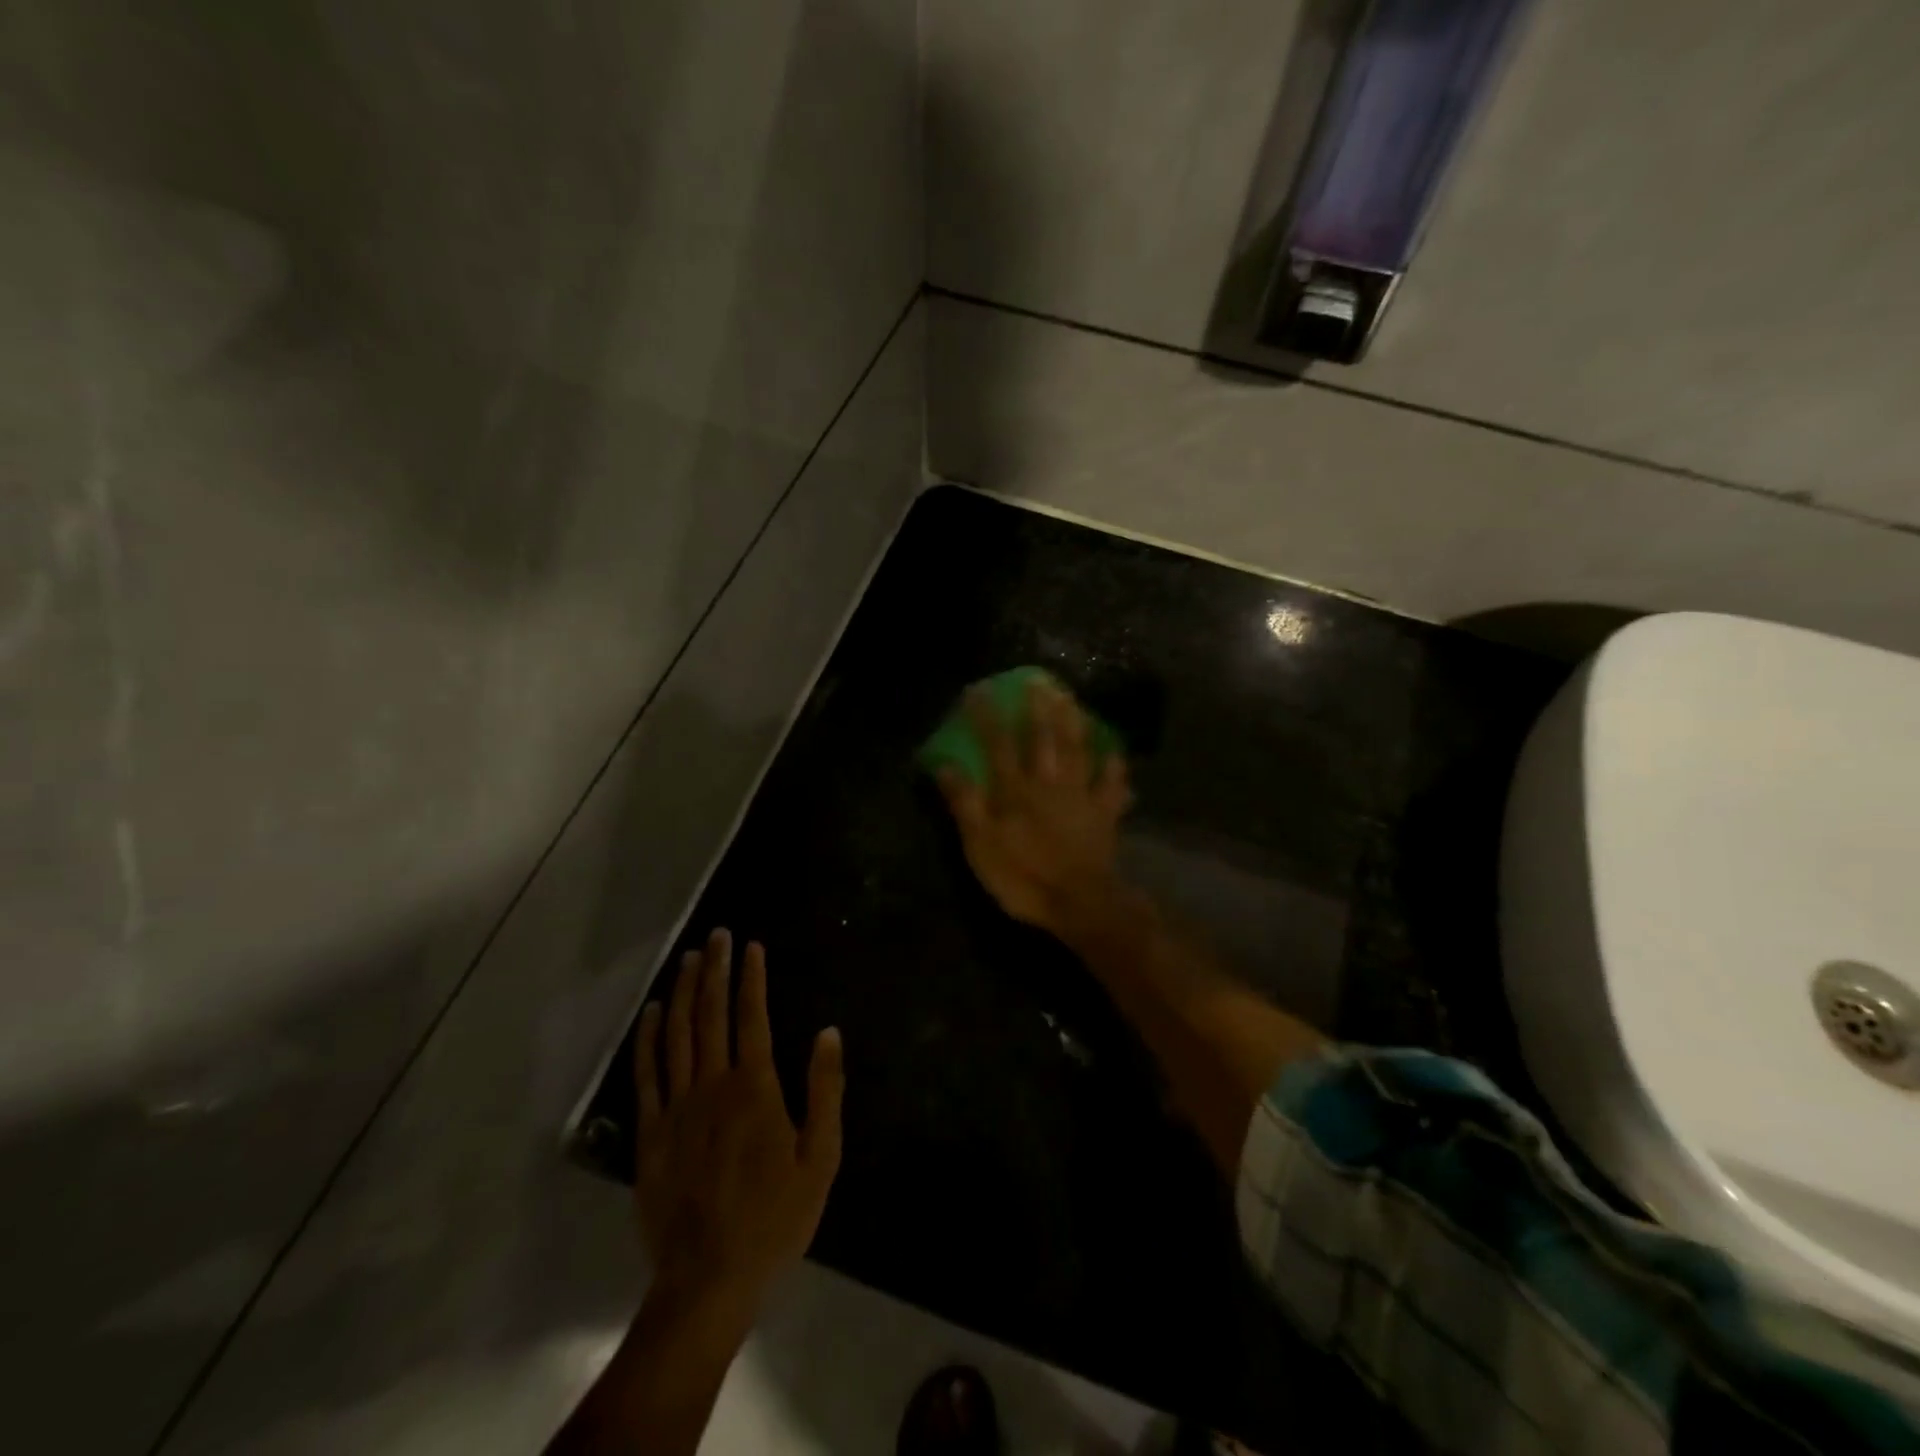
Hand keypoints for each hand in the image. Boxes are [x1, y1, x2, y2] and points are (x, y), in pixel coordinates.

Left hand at [633, 929, 843, 1327]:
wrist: (708, 1279)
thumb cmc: (774, 1219)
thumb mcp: (821, 1158)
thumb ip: (825, 1090)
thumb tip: (828, 1032)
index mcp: (755, 1088)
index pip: (752, 1016)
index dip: (751, 977)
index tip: (751, 946)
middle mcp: (712, 1085)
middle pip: (712, 1014)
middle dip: (716, 969)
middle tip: (716, 934)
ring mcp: (676, 1107)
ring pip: (678, 1034)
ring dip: (684, 991)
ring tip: (689, 958)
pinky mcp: (651, 1133)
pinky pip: (647, 1074)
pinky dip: (649, 1038)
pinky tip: (654, 1012)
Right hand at [936, 677, 1131, 937]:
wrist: (1079, 903)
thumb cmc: (1023, 877)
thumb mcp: (980, 846)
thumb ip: (965, 803)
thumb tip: (945, 765)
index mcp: (1016, 791)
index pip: (998, 744)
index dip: (987, 717)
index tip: (979, 690)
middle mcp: (1049, 783)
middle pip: (1044, 738)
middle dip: (1038, 707)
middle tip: (1038, 679)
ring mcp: (1081, 796)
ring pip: (1078, 750)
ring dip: (1074, 722)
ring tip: (1071, 698)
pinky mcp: (1104, 814)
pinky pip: (1111, 783)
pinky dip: (1113, 765)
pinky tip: (1113, 749)